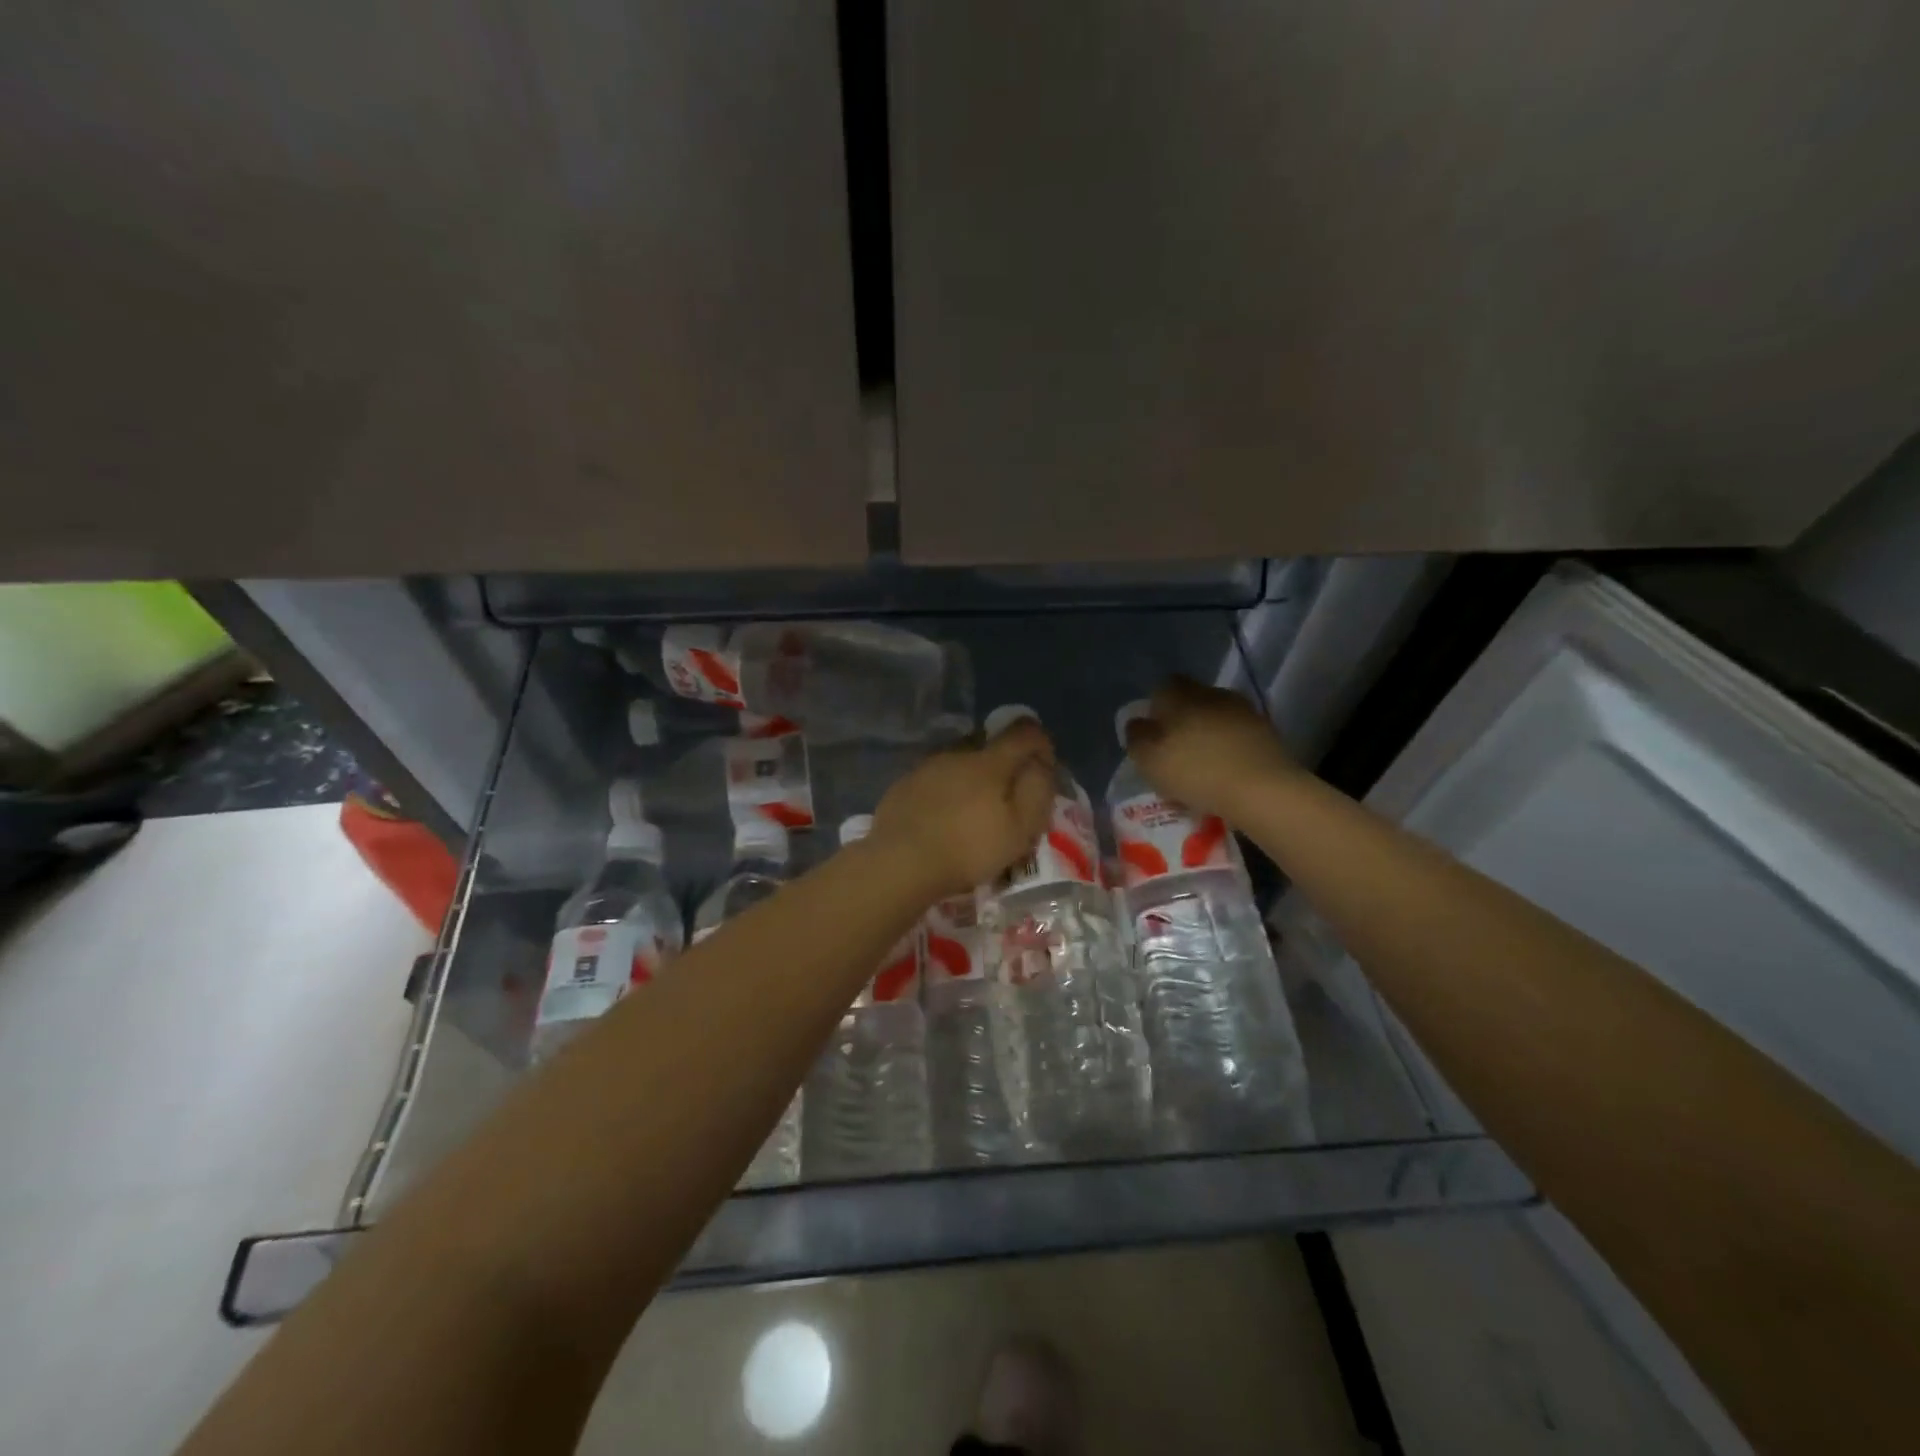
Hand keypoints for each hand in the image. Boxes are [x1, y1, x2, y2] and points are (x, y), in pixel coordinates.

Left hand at [870, 719, 1056, 896]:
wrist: (900, 862)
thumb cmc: (968, 849)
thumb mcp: (1020, 829)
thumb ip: (1036, 791)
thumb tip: (1040, 765)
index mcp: (990, 761)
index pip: (1024, 732)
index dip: (1040, 744)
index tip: (1043, 768)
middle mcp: (957, 753)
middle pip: (989, 745)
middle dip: (1004, 764)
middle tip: (1007, 797)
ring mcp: (926, 767)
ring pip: (959, 762)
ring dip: (972, 778)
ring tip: (972, 812)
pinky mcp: (904, 785)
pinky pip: (935, 779)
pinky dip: (946, 792)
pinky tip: (943, 819)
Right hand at [1123, 675, 1297, 819]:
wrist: (1262, 789)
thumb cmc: (1196, 772)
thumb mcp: (1149, 760)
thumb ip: (1136, 737)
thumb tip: (1136, 723)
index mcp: (1181, 697)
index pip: (1164, 686)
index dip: (1156, 704)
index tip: (1153, 729)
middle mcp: (1213, 695)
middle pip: (1193, 697)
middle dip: (1184, 716)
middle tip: (1176, 746)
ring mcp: (1244, 712)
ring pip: (1218, 714)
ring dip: (1209, 730)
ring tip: (1203, 759)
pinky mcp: (1267, 732)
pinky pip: (1239, 732)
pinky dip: (1230, 745)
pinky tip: (1226, 767)